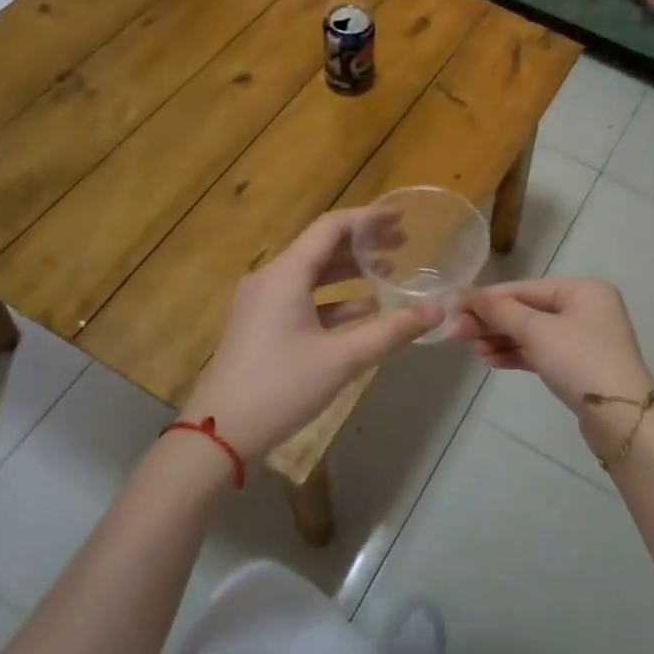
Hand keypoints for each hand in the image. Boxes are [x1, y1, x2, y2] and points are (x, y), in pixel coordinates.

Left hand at [181, 210, 442, 461]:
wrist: (216, 435)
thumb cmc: (279, 388)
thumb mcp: (342, 359)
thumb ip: (391, 331)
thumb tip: (436, 311)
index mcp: (286, 274)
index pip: (330, 228)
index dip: (368, 219)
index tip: (401, 217)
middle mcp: (271, 279)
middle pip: (321, 248)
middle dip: (362, 245)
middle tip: (403, 245)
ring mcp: (262, 303)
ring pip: (312, 275)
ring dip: (349, 273)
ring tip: (389, 275)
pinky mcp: (261, 325)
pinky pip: (302, 299)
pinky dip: (333, 299)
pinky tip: (364, 312)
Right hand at [452, 277, 653, 419]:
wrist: (620, 417)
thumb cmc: (579, 360)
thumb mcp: (537, 331)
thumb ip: (501, 311)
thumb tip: (467, 295)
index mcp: (583, 289)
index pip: (526, 288)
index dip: (489, 298)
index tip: (455, 307)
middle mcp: (586, 308)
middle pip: (529, 309)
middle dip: (494, 322)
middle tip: (457, 333)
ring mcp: (584, 338)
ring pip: (533, 332)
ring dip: (502, 339)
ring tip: (474, 350)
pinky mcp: (579, 364)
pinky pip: (542, 351)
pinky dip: (518, 354)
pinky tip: (492, 360)